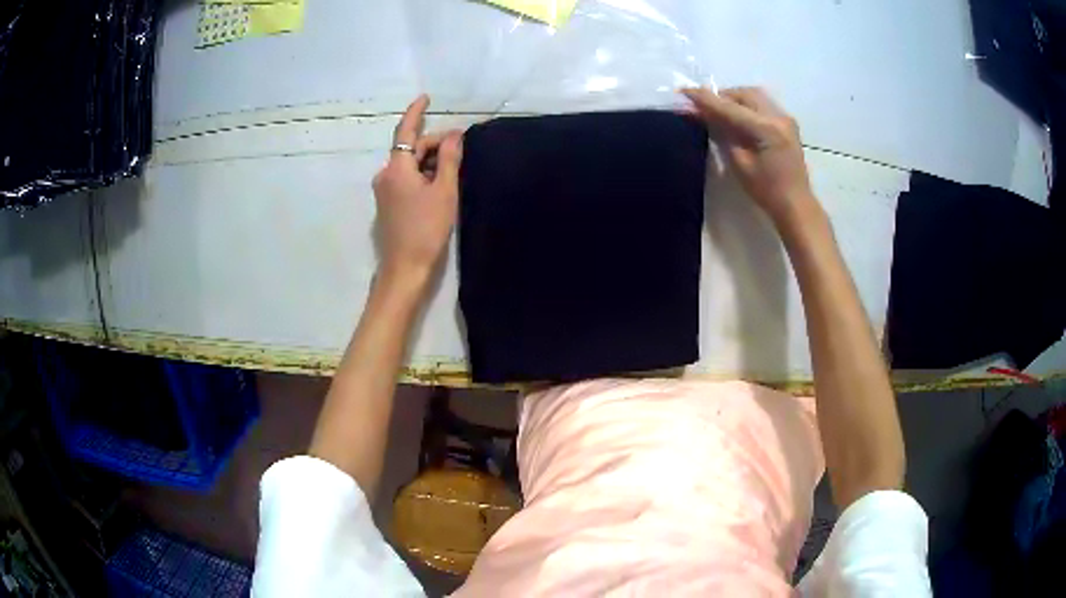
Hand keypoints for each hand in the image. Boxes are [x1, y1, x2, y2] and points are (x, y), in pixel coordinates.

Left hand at [373, 94, 462, 283]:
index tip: (426, 98)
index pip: (405, 131)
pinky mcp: (387, 203)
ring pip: (409, 164)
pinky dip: (422, 175)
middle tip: (461, 151)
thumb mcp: (444, 191)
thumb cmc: (426, 229)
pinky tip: (438, 185)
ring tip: (453, 172)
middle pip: (410, 149)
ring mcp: (383, 190)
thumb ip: (449, 159)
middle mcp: (385, 174)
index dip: (416, 112)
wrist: (405, 268)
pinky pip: (405, 179)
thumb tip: (454, 134)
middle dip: (433, 144)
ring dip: (429, 161)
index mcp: (396, 168)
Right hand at [682, 87, 817, 228]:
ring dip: (734, 99)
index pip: (729, 107)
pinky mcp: (787, 123)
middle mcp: (777, 116)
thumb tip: (704, 115)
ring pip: (754, 96)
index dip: (705, 99)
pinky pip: (762, 105)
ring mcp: (785, 118)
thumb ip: (722, 133)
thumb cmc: (766, 190)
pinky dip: (746, 106)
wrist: (796, 205)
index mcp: (766, 128)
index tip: (683, 91)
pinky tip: (738, 117)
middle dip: (721, 97)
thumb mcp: (739, 162)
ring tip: (720, 111)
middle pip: (743, 94)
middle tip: (704, 107)